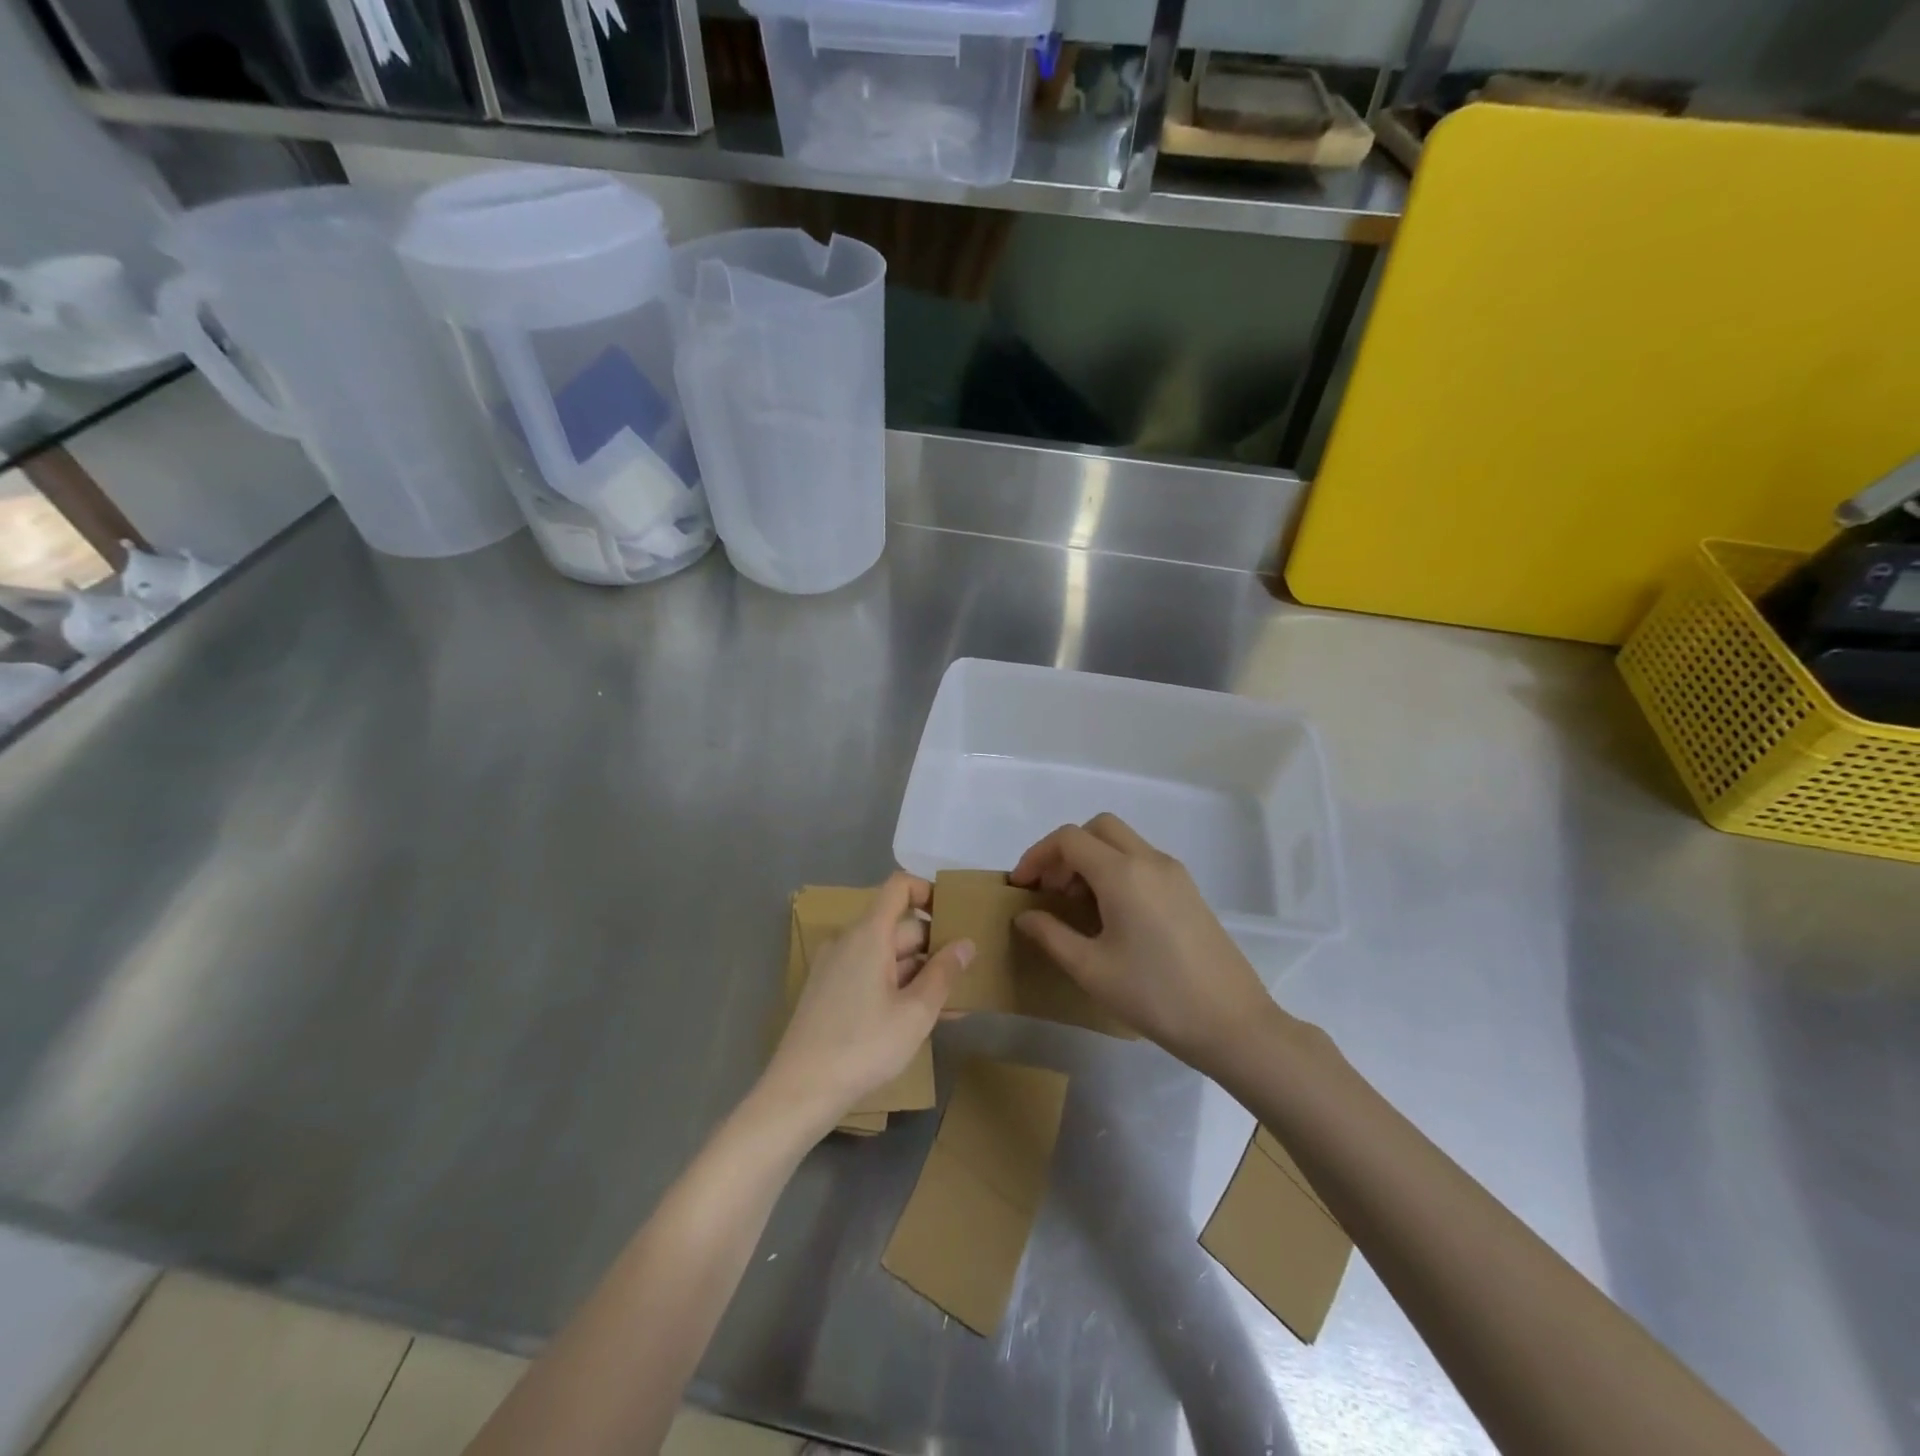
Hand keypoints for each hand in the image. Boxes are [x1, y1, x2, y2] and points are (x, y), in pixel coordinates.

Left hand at [760, 872, 973, 1135]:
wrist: (800, 1091)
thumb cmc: (863, 1046)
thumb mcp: (916, 1013)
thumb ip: (944, 973)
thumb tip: (965, 943)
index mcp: (869, 934)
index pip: (899, 886)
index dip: (929, 892)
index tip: (955, 918)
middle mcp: (849, 940)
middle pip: (899, 926)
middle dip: (935, 948)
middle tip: (968, 977)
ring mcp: (836, 966)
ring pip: (888, 956)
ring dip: (920, 974)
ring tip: (954, 1006)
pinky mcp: (829, 991)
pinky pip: (871, 975)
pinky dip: (897, 987)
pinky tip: (921, 1018)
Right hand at [1011, 814, 1279, 1075]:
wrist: (1232, 1023)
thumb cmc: (1155, 996)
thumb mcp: (1091, 969)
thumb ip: (1051, 935)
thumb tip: (1025, 916)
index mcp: (1123, 874)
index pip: (1069, 839)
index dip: (1037, 856)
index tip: (1021, 887)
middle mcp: (1150, 860)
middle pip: (1098, 828)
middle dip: (1066, 851)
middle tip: (1051, 891)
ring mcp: (1174, 873)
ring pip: (1122, 842)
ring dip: (1092, 860)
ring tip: (1077, 906)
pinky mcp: (1188, 890)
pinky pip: (1142, 861)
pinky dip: (1116, 871)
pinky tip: (1112, 915)